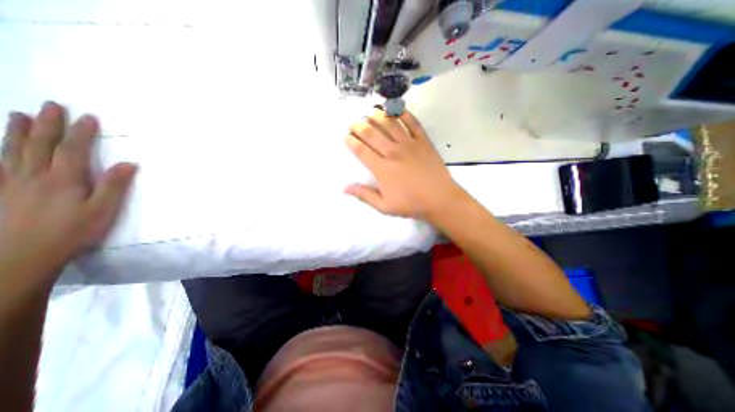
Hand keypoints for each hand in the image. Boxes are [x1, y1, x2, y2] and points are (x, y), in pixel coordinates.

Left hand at [0, 101, 136, 285]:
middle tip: (51, 105)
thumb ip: (114, 186)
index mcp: (64, 179)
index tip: (88, 117)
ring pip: (13, 150)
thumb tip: (129, 164)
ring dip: (19, 131)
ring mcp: (10, 182)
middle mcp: (34, 175)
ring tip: (21, 115)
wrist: (21, 256)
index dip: (81, 132)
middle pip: (40, 144)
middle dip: (49, 124)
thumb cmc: (73, 232)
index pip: (74, 149)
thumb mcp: (102, 211)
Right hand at [347, 107, 464, 220]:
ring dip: (378, 116)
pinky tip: (396, 109)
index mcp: (382, 169)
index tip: (345, 136)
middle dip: (359, 126)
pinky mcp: (423, 141)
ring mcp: (409, 144)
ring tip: (370, 111)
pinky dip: (404, 114)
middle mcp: (393, 152)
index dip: (351, 142)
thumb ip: (364, 195)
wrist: (440, 199)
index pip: (362, 151)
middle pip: (372, 134)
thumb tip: (345, 188)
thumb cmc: (411, 204)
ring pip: (390, 124)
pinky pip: (413, 123)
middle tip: (353, 122)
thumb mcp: (384, 206)